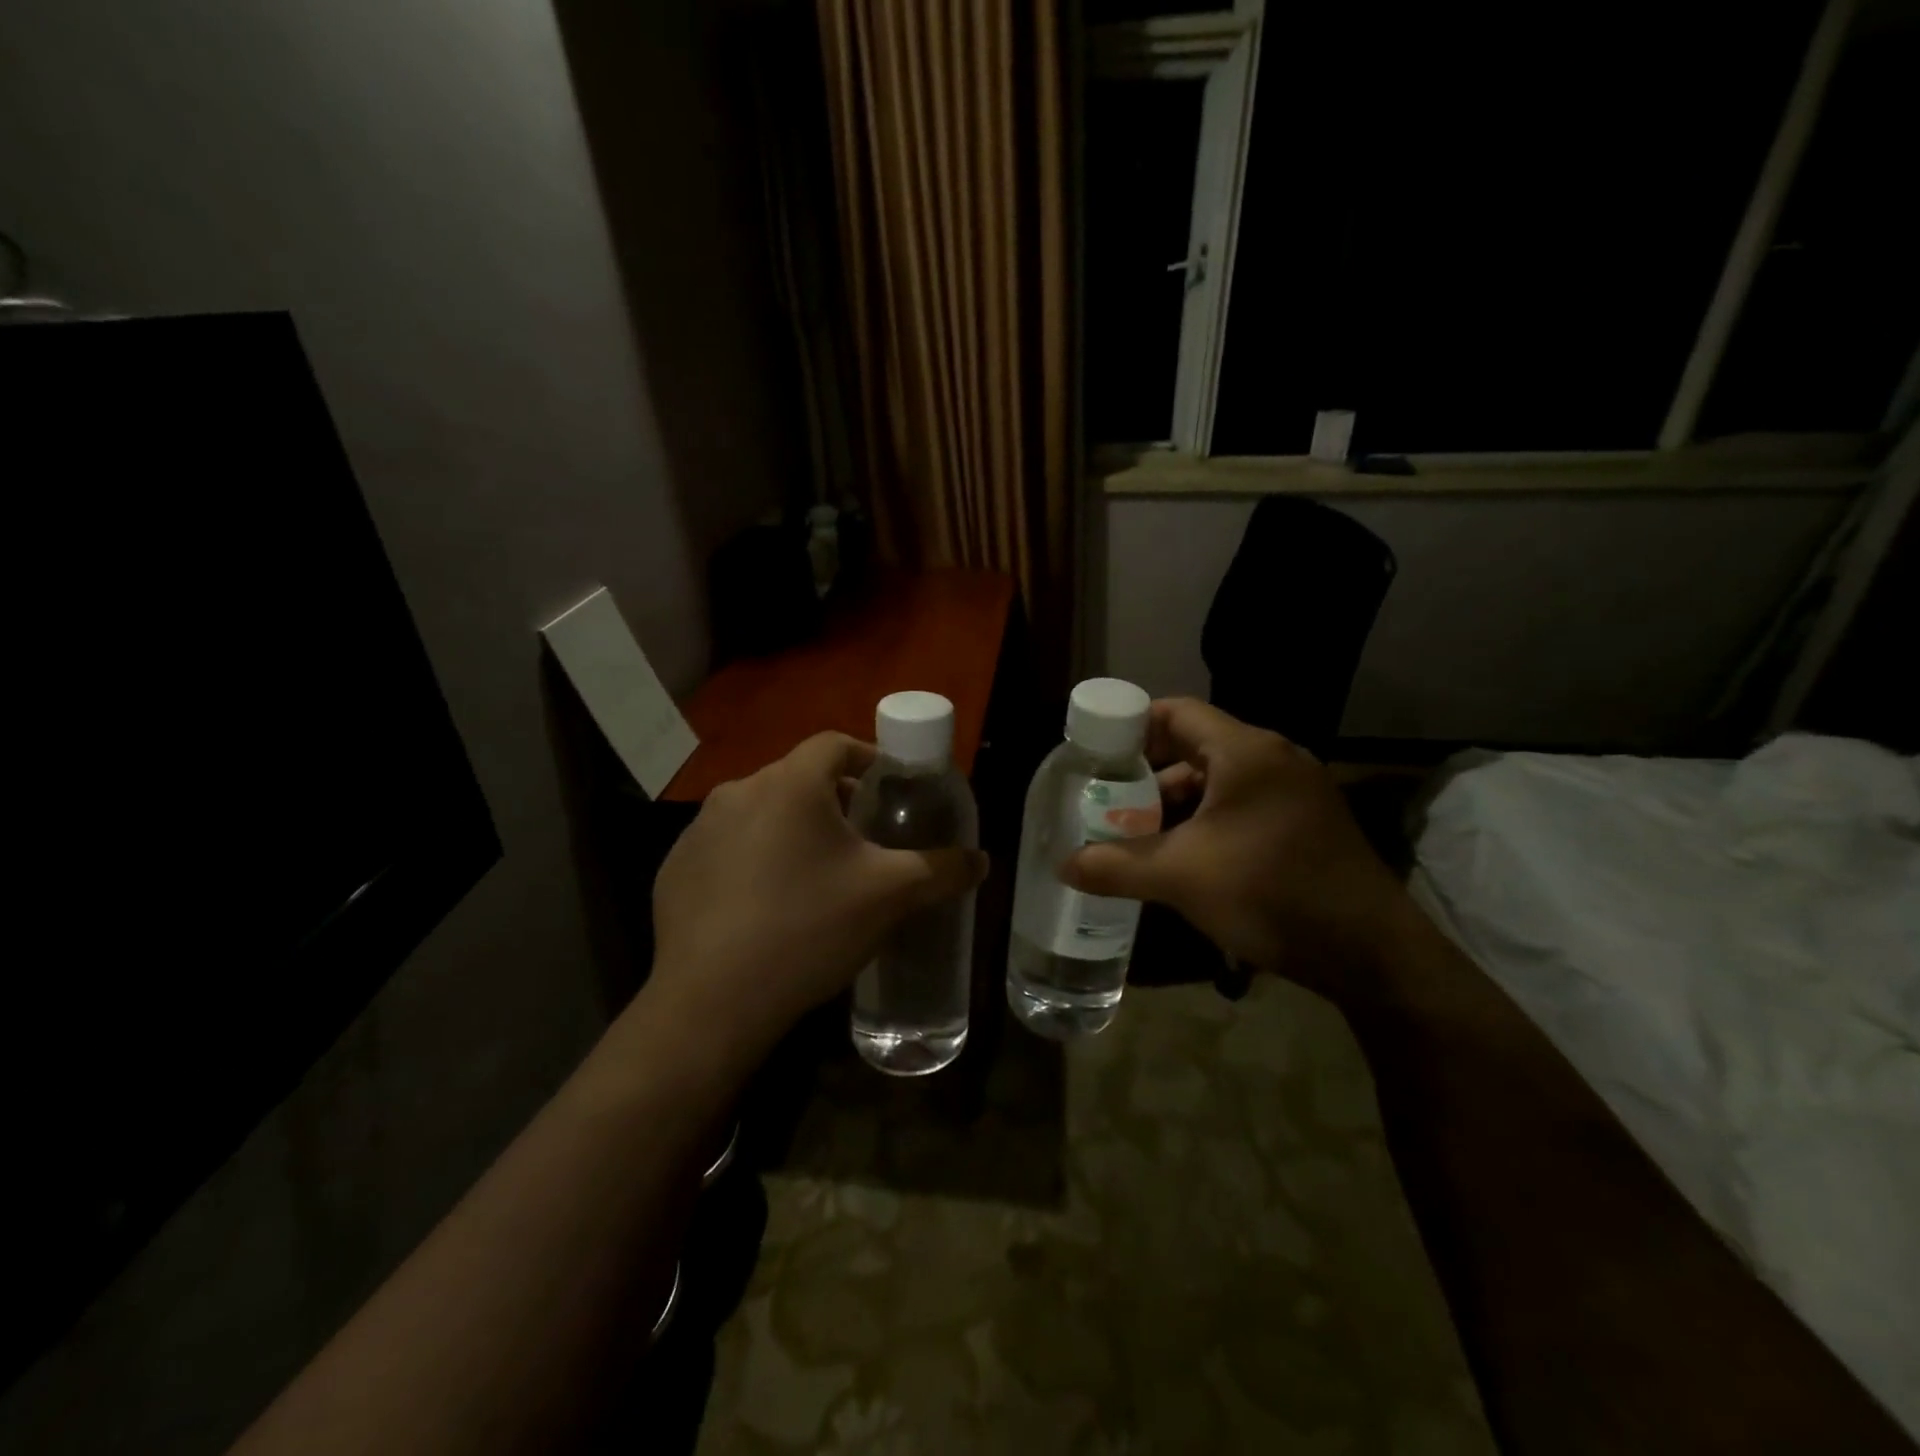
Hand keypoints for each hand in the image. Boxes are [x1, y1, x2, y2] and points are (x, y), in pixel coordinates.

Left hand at [645, 732, 987, 1064]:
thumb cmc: (808, 929)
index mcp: (790, 784)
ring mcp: (699, 830)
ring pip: (761, 811)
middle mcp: (738, 792)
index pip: (835, 744)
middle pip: (797, 777)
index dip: (868, 758)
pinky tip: (768, 903)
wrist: (711, 1002)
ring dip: (792, 827)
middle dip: (834, 798)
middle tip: (862, 837)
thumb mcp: (888, 896)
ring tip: (816, 872)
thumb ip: (941, 870)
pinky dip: (753, 857)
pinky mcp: (676, 867)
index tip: (890, 788)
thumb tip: (981, 860)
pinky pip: (727, 846)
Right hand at [1061, 699, 1404, 991]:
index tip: (1095, 755)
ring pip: (1218, 784)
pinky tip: (1182, 859)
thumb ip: (1116, 866)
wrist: (1371, 954)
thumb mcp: (1182, 877)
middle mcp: (1274, 759)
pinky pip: (1242, 808)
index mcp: (1246, 752)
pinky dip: (1206, 824)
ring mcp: (1296, 792)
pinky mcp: (1306, 824)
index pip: (1176, 713)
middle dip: (1146, 777)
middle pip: (1194, 748)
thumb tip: (1063, 866)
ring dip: (1175, 806)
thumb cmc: (1270, 893)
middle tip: (1106, 804)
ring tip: (1136, 837)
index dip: (1131, 727)